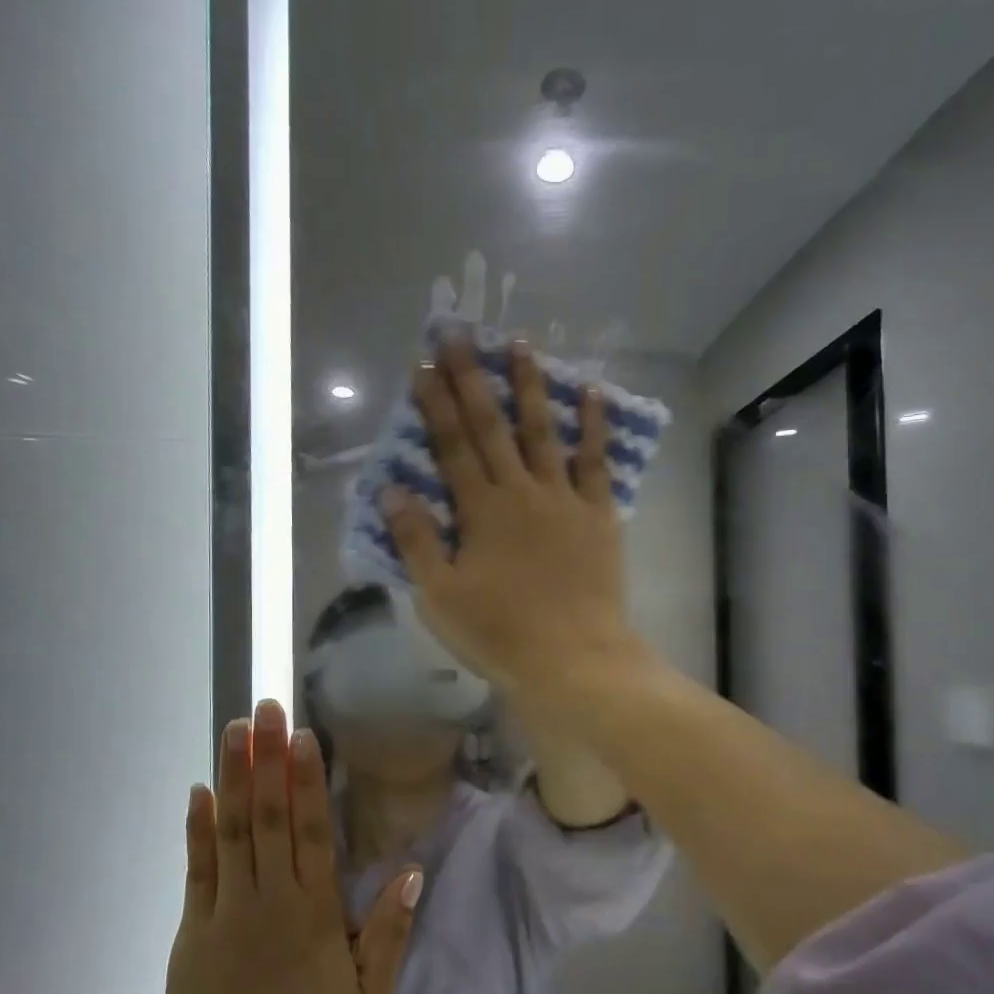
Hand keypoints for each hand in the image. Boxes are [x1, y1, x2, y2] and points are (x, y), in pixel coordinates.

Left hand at [164, 700, 421, 993]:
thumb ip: (388, 933)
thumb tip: (411, 870)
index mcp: (316, 916)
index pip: (314, 831)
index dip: (308, 779)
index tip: (302, 734)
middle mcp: (270, 903)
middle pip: (270, 817)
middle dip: (267, 758)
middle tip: (264, 707)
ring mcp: (225, 915)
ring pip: (231, 832)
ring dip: (233, 777)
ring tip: (233, 730)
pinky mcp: (191, 934)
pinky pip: (197, 870)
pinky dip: (198, 828)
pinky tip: (199, 792)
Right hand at [381, 337, 643, 706]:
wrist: (573, 658)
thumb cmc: (500, 633)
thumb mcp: (440, 596)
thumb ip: (418, 541)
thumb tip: (393, 491)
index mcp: (480, 511)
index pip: (451, 447)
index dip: (435, 406)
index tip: (423, 366)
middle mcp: (521, 492)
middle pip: (492, 428)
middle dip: (472, 379)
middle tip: (459, 334)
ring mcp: (564, 499)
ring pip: (543, 432)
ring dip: (529, 387)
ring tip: (520, 344)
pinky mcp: (599, 515)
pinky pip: (596, 462)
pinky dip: (593, 426)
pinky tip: (591, 393)